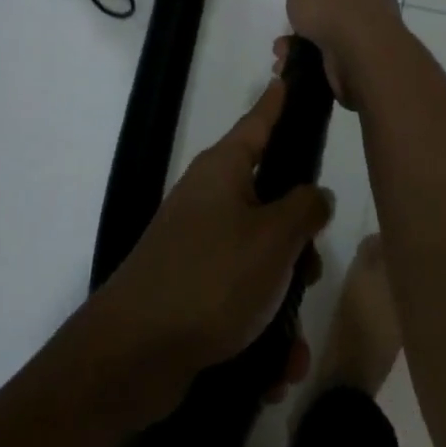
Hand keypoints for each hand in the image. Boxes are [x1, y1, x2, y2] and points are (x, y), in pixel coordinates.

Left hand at [89, 79, 332, 421]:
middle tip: (311, 270)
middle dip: (298, 242)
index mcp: (224, 170)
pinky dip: (261, 332)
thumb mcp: (273, 239)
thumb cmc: (210, 278)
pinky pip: (241, 300)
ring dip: (283, 300)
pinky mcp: (192, 289)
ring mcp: (198, 244)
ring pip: (261, 258)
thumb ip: (304, 209)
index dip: (278, 101)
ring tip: (291, 345)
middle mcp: (209, 199)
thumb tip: (314, 195)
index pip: (259, 121)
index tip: (289, 74)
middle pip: (270, 200)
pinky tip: (275, 372)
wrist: (131, 357)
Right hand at [283, 0, 403, 105]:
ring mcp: (366, 25)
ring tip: (282, 46)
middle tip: (295, 8)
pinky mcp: (359, 55)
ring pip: (327, 26)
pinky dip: (304, 57)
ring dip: (301, 36)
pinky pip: (325, 52)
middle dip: (314, 2)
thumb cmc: (333, 1)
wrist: (360, 51)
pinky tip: (287, 62)